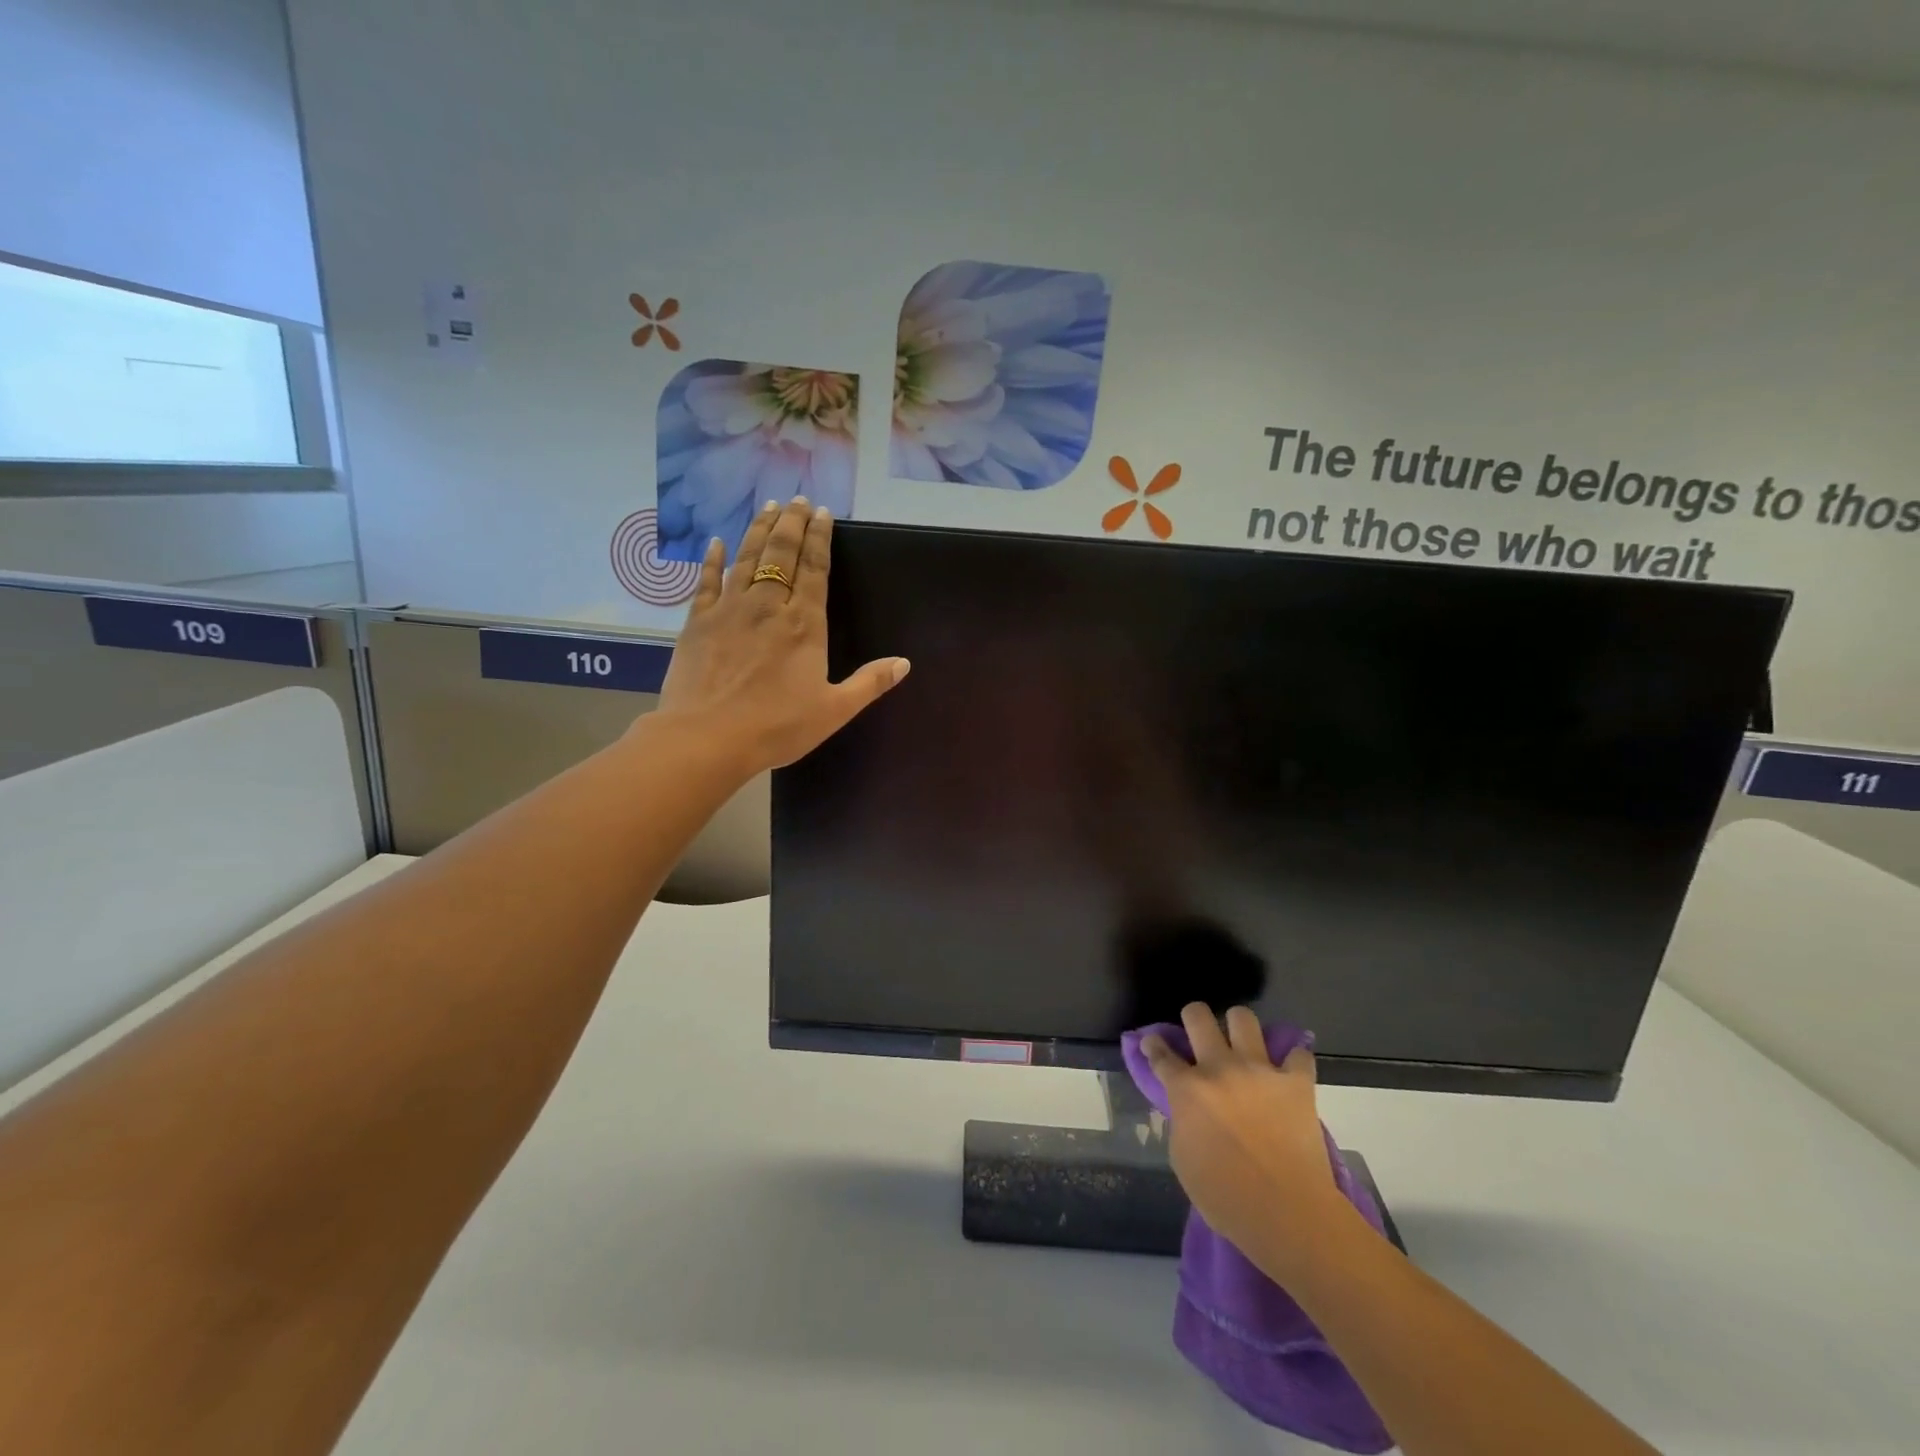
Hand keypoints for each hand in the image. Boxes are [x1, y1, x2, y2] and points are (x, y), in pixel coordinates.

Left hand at [653, 498, 909, 773]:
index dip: (820, 538)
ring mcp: (729, 610)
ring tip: (768, 507)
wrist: (707, 737)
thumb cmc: (777, 726)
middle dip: (791, 523)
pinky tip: (716, 543)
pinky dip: (713, 560)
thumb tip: (904, 663)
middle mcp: (768, 605)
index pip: (814, 569)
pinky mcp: (698, 622)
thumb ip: (869, 683)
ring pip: (746, 558)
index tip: (823, 513)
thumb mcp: (834, 710)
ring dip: (759, 530)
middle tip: (797, 500)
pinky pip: (706, 581)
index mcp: (804, 624)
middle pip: (781, 553)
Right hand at [1143, 1003, 1353, 1279]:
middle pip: (1198, 1017)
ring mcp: (1259, 1070)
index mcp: (1187, 1090)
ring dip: (1238, 1027)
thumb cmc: (1226, 1198)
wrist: (1288, 1215)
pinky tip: (1289, 1071)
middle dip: (1192, 1018)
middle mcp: (1219, 1068)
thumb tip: (1186, 1108)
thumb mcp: (1183, 1160)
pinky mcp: (1296, 1082)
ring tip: (1242, 1043)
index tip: (1153, 1044)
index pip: (1160, 1053)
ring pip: (1242, 1018)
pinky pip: (1298, 1053)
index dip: (1153, 1045)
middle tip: (1198, 1034)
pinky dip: (1293, 1060)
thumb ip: (1181, 1122)